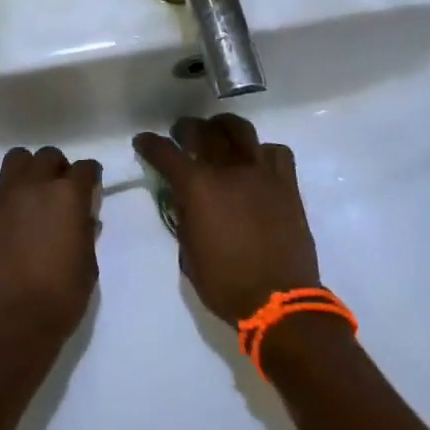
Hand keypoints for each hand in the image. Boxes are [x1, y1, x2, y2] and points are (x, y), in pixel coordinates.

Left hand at [0, 146, 101, 362]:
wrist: (9, 326)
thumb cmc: (59, 300)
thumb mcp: (88, 266)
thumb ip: (85, 233)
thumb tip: (82, 217)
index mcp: (68, 196)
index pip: (86, 168)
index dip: (90, 178)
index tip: (89, 190)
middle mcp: (35, 185)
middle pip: (48, 156)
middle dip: (57, 170)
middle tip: (56, 194)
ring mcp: (1, 195)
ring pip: (16, 159)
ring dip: (26, 172)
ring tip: (27, 196)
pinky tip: (0, 212)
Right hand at [134, 114, 319, 325]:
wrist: (279, 300)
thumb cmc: (225, 283)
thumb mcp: (188, 253)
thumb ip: (184, 216)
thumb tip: (183, 196)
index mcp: (198, 187)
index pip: (166, 153)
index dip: (150, 144)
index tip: (143, 141)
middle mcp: (228, 170)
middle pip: (203, 131)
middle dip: (186, 128)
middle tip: (181, 135)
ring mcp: (261, 173)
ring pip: (240, 130)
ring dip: (223, 128)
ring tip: (219, 135)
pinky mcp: (287, 184)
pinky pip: (276, 152)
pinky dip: (262, 152)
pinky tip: (257, 163)